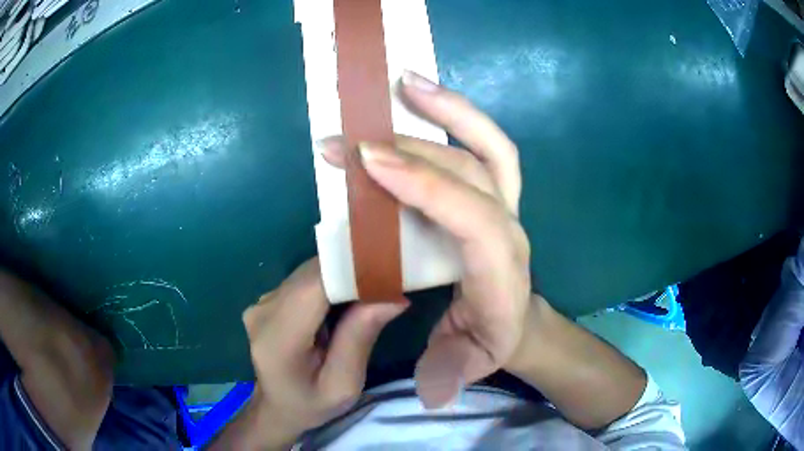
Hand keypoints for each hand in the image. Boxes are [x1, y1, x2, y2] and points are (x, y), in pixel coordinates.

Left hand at [241, 259, 407, 442]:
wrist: (278, 407)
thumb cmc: (312, 404)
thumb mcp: (344, 385)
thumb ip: (360, 338)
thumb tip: (392, 295)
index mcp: (278, 338)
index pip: (314, 286)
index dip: (350, 271)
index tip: (389, 271)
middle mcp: (263, 311)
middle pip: (313, 274)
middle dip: (352, 271)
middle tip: (390, 279)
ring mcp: (262, 302)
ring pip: (310, 272)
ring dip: (342, 276)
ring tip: (373, 288)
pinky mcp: (268, 299)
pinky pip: (305, 280)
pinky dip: (330, 282)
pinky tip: (347, 298)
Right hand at [319, 70, 530, 407]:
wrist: (516, 323)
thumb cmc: (485, 344)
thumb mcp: (464, 367)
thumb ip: (448, 377)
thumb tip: (429, 385)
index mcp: (502, 272)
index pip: (473, 217)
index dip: (425, 187)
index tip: (369, 163)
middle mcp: (509, 227)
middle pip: (473, 171)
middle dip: (412, 146)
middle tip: (355, 132)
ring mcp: (506, 203)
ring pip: (485, 145)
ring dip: (445, 110)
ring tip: (403, 82)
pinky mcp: (495, 192)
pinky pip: (483, 144)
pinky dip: (456, 115)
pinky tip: (421, 96)